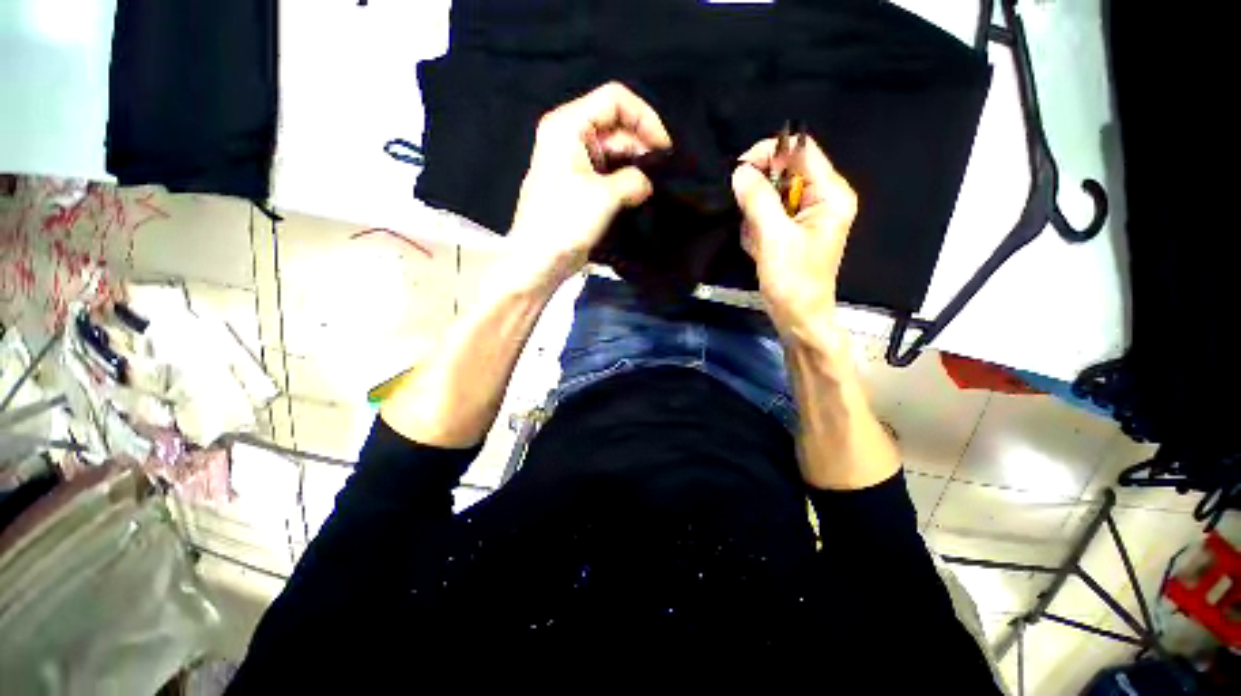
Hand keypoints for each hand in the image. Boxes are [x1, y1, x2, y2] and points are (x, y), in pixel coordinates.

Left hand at [508, 82, 671, 287]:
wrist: (539, 260)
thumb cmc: (564, 222)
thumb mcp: (603, 196)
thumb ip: (633, 180)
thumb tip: (646, 183)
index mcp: (568, 125)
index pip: (614, 100)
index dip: (644, 118)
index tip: (664, 148)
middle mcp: (569, 137)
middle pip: (615, 126)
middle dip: (641, 146)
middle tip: (662, 174)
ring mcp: (574, 163)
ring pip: (613, 152)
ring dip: (635, 167)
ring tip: (654, 187)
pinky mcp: (579, 186)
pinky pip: (608, 173)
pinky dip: (625, 182)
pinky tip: (639, 196)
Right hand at [730, 136, 857, 343]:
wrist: (796, 318)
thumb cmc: (792, 281)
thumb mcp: (774, 238)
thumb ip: (758, 200)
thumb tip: (739, 170)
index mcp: (830, 194)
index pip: (801, 152)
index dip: (770, 154)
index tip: (739, 171)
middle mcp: (821, 199)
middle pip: (784, 173)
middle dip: (759, 195)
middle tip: (750, 221)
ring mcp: (805, 216)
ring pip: (770, 196)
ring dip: (755, 218)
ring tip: (759, 243)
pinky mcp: (791, 231)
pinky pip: (767, 216)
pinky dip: (756, 231)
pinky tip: (759, 250)